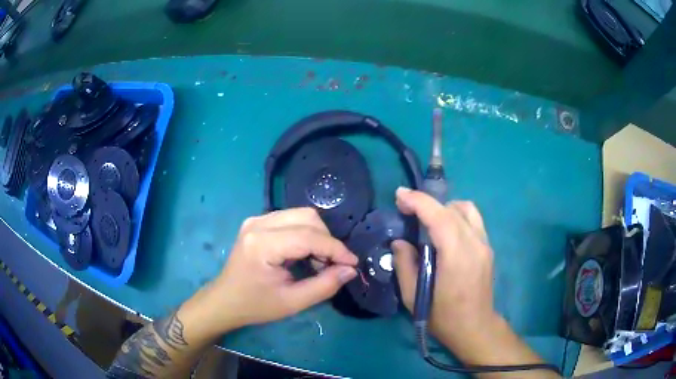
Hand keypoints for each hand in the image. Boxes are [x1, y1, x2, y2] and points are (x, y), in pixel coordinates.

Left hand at [206, 208, 357, 331]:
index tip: (352, 264)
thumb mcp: (292, 302)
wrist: (224, 301)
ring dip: (317, 236)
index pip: (308, 236)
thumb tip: (350, 269)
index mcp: (262, 244)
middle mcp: (258, 224)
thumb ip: (324, 285)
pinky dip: (305, 234)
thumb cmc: (255, 305)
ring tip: (318, 262)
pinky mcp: (257, 222)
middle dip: (327, 240)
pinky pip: (291, 219)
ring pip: (301, 215)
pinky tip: (304, 254)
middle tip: (332, 265)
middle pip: (307, 217)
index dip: (336, 249)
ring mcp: (256, 220)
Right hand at [392, 187, 497, 349]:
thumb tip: (399, 242)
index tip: (399, 195)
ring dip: (445, 207)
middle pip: (452, 209)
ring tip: (428, 220)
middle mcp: (475, 244)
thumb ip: (404, 265)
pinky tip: (445, 231)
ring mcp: (485, 244)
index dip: (418, 201)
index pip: (439, 217)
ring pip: (467, 209)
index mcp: (456, 256)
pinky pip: (473, 220)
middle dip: (427, 202)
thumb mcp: (413, 297)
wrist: (475, 328)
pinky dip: (457, 216)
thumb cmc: (442, 317)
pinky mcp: (488, 248)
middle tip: (406, 208)